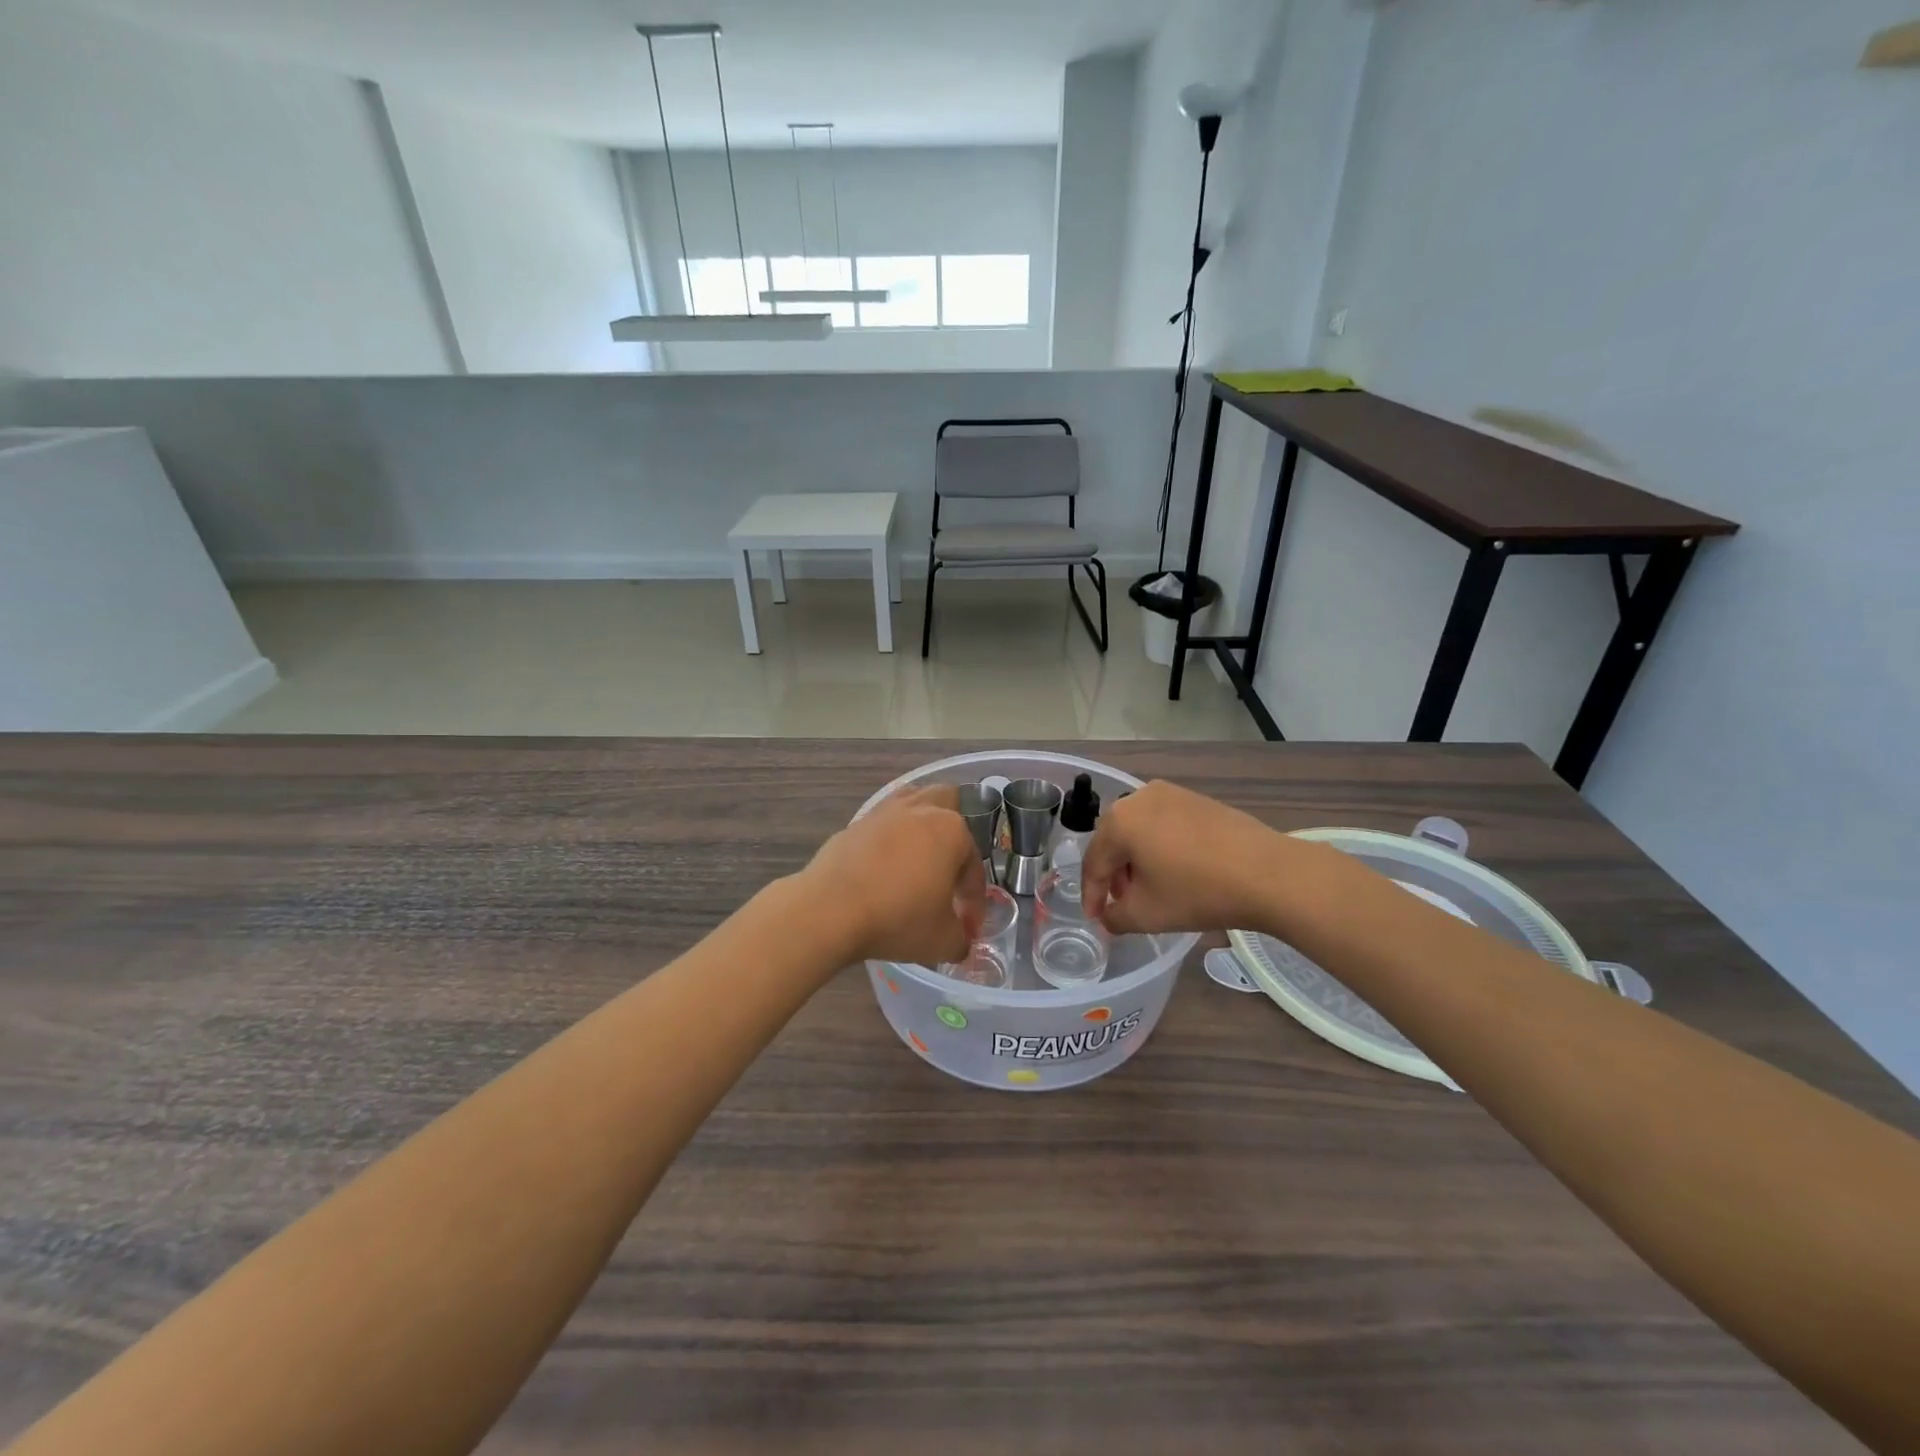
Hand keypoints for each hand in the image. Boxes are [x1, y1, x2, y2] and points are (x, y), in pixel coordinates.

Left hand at [799, 786, 986, 966]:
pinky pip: (882, 825)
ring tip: (918, 861)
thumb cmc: (897, 918)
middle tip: (949, 868)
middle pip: (946, 802)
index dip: (974, 896)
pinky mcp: (854, 823)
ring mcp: (883, 812)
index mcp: (951, 830)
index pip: (973, 863)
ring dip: (920, 826)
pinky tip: (884, 869)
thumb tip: (960, 941)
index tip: (968, 923)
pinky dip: (889, 840)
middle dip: (953, 831)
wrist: (828, 910)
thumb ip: (960, 938)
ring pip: (911, 803)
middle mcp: (920, 809)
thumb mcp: (942, 940)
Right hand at [1080, 780, 1284, 934]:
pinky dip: (1160, 847)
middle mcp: (1139, 797)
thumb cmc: (1197, 892)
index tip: (1095, 919)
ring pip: (1140, 830)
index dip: (1091, 895)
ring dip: (1137, 860)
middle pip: (1115, 841)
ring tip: (1149, 889)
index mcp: (1119, 821)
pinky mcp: (1197, 799)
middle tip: (1121, 904)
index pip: (1094, 862)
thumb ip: (1115, 917)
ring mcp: (1171, 794)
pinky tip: (1175, 871)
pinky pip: (1164, 824)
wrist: (1268, 873)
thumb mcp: (1146, 915)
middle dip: (1114, 875)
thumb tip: (1108, 917)